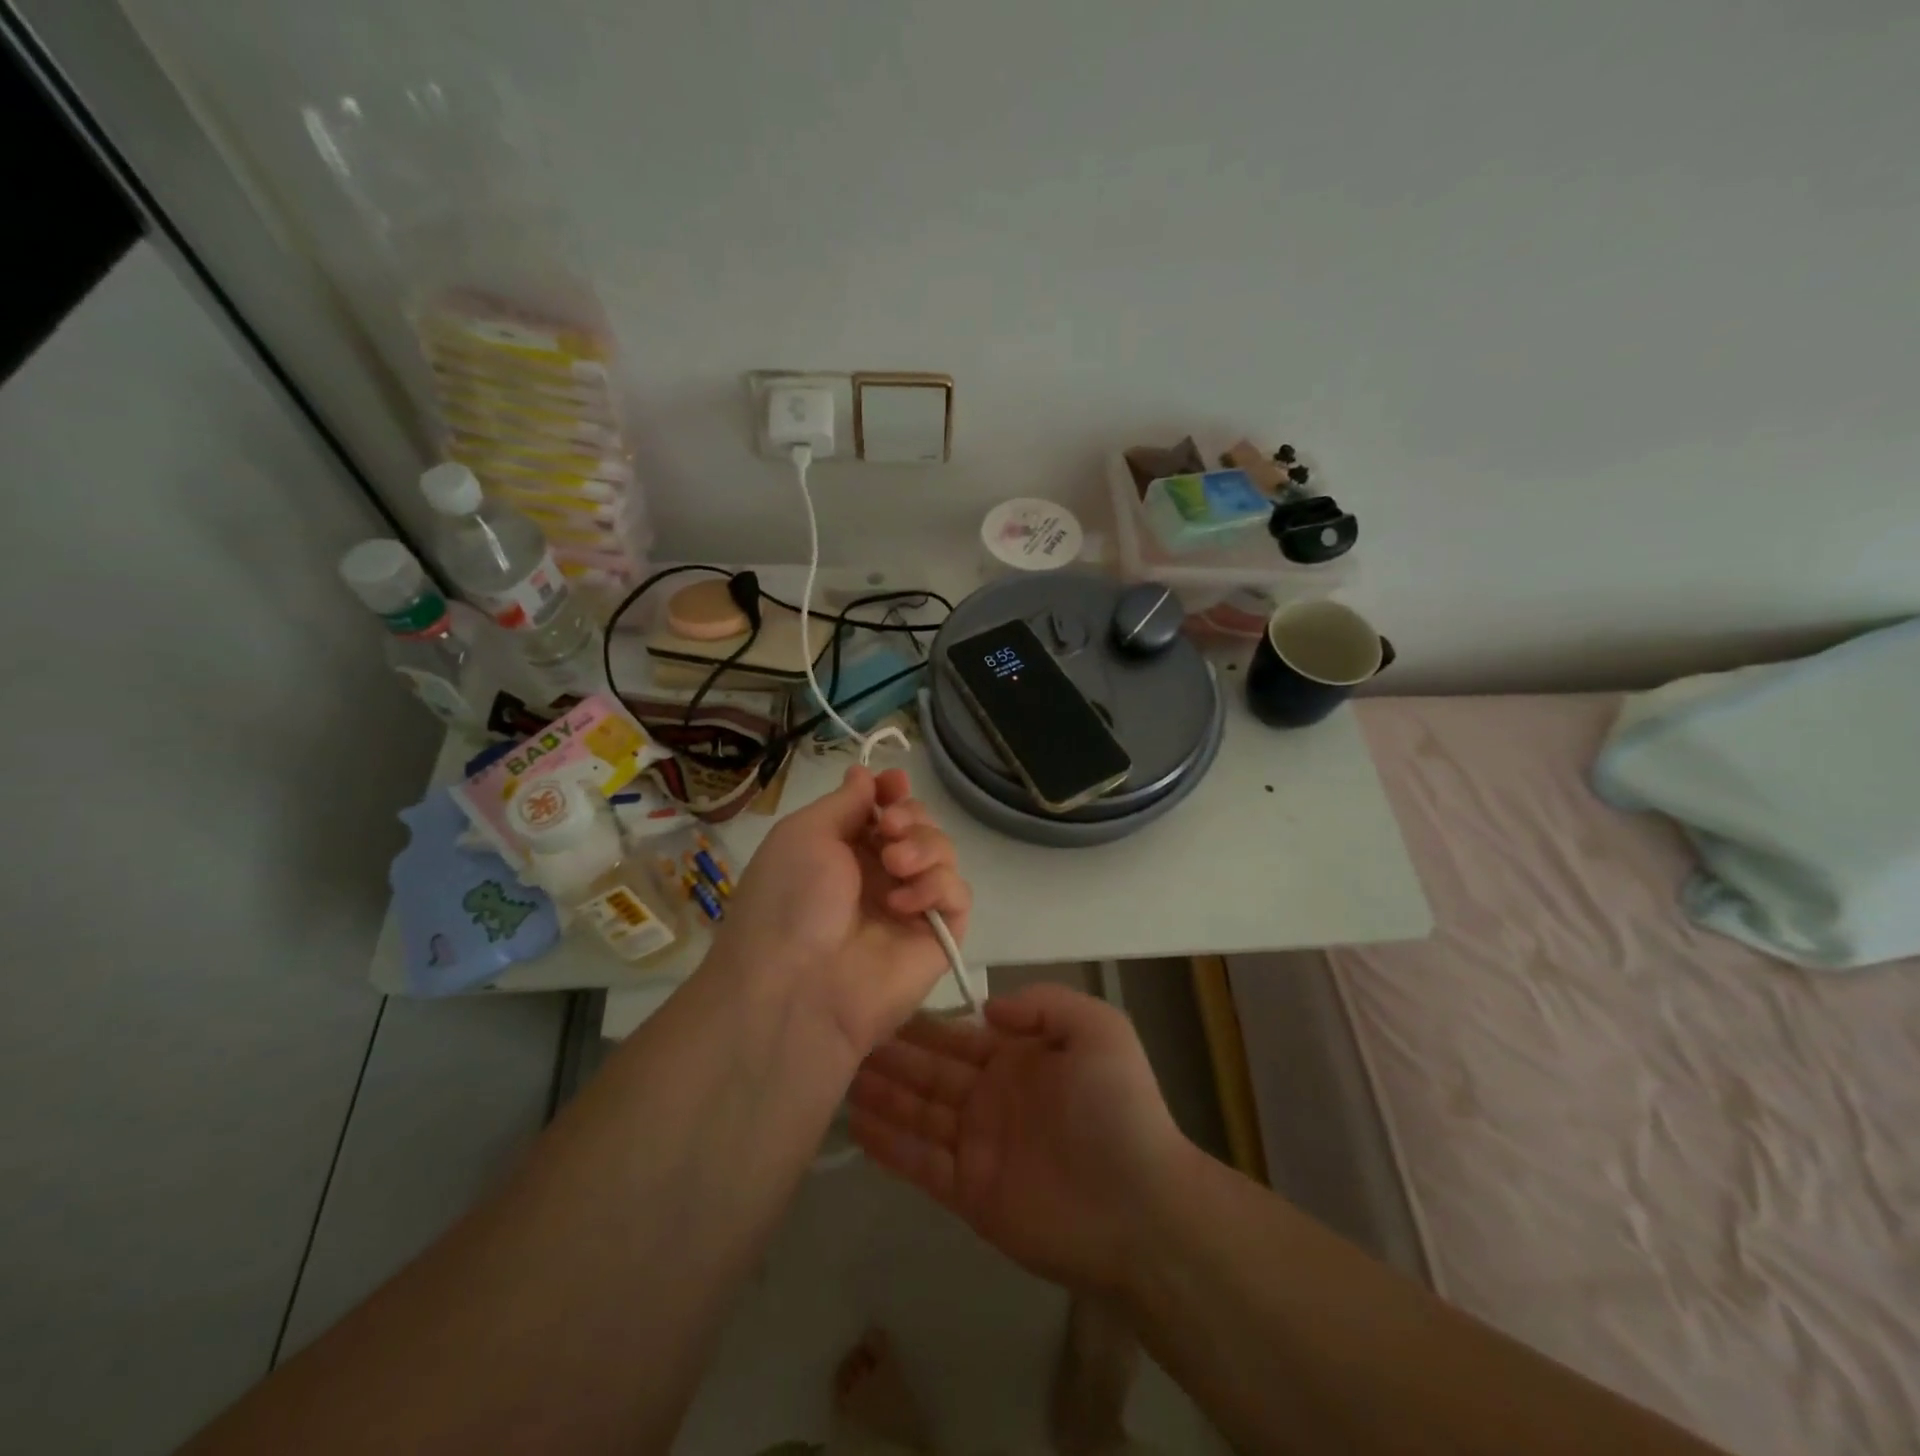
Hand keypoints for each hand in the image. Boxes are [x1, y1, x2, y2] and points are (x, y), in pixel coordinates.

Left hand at [703, 766, 971, 1058]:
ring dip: (925, 847)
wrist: (797, 985)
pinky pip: (958, 895)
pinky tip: (903, 904)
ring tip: (895, 865)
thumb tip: (865, 774)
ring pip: (944, 853)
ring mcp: (910, 906)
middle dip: (910, 816)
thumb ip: (845, 802)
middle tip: (890, 829)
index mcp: (844, 850)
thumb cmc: (790, 899)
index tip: (895, 783)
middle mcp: (879, 875)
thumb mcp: (804, 833)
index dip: (893, 792)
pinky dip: (937, 888)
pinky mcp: (938, 937)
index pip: (884, 810)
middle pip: (919, 825)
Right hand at [848, 985, 1189, 1295]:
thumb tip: (986, 1008)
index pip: (958, 1037)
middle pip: (930, 1072)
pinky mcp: (969, 1192)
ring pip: (919, 1113)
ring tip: (842, 1076)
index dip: (921, 1026)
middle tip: (845, 1038)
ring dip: (883, 1096)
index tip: (881, 1008)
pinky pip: (921, 1163)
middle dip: (892, 1056)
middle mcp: (992, 1097)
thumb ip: (1043, 1004)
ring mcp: (978, 1145)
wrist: (1141, 1207)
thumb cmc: (1117, 1108)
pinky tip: (856, 1126)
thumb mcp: (1097, 1030)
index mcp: (1018, 1060)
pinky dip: (890, 1146)